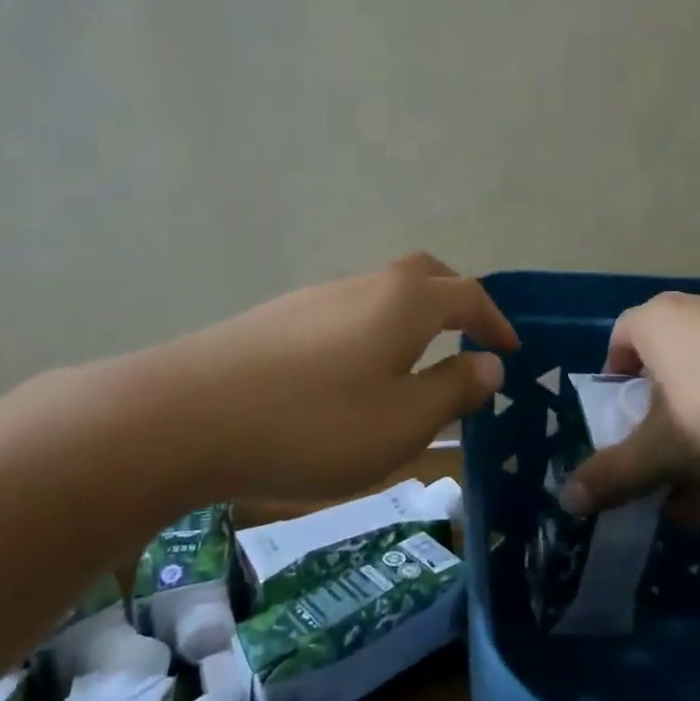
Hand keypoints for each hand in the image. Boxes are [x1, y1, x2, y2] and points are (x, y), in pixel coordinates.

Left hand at [149, 252, 517, 500]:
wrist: (188, 416)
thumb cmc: (315, 423)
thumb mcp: (402, 422)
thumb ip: (453, 390)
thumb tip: (488, 365)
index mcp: (405, 301)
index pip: (468, 295)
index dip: (497, 321)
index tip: (511, 351)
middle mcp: (364, 284)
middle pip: (425, 276)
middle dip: (456, 303)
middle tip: (471, 341)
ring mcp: (317, 296)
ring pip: (382, 294)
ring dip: (411, 320)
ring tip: (415, 367)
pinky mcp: (280, 317)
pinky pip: (346, 313)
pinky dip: (371, 333)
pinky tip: (353, 376)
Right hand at [563, 292, 699, 516]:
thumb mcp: (662, 453)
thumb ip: (612, 476)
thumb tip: (566, 500)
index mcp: (656, 322)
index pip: (617, 344)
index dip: (612, 387)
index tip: (619, 427)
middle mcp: (696, 313)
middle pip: (662, 375)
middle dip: (657, 431)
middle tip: (659, 472)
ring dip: (696, 441)